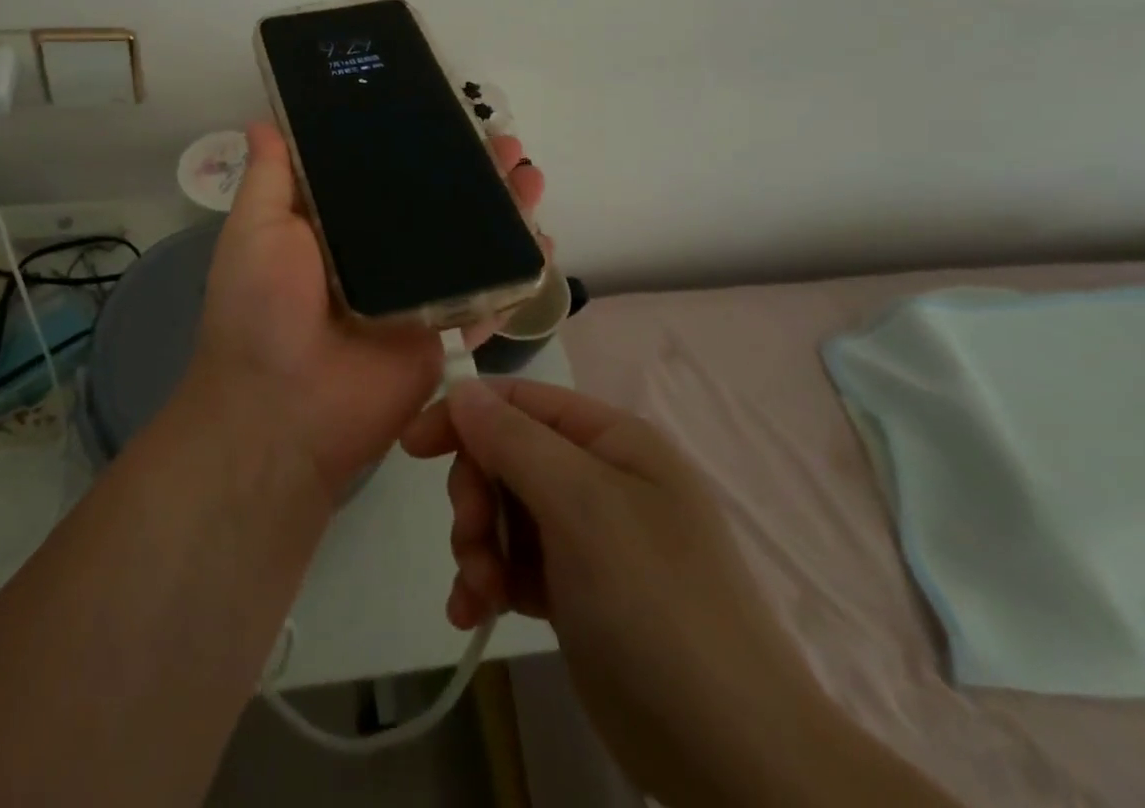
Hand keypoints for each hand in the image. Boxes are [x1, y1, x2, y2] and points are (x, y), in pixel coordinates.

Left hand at [188, 121, 545, 505]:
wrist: (284, 411)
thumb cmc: (262, 309)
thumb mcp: (255, 230)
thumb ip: (269, 178)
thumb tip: (265, 121)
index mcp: (336, 226)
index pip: (383, 172)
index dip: (416, 143)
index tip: (447, 113)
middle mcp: (379, 253)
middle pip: (436, 204)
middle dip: (474, 172)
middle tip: (506, 144)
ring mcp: (415, 293)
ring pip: (470, 243)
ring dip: (504, 211)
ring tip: (530, 178)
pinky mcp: (442, 333)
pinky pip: (487, 297)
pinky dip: (518, 273)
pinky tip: (542, 244)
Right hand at [402, 378, 929, 806]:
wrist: (732, 757)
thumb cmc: (655, 604)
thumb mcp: (581, 507)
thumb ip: (514, 441)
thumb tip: (461, 388)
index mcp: (612, 441)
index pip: (521, 401)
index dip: (464, 414)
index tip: (412, 446)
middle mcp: (600, 478)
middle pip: (507, 457)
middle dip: (476, 496)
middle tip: (470, 540)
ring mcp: (591, 538)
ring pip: (505, 512)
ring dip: (478, 545)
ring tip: (478, 591)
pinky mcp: (578, 592)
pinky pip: (516, 563)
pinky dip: (490, 581)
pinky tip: (473, 612)